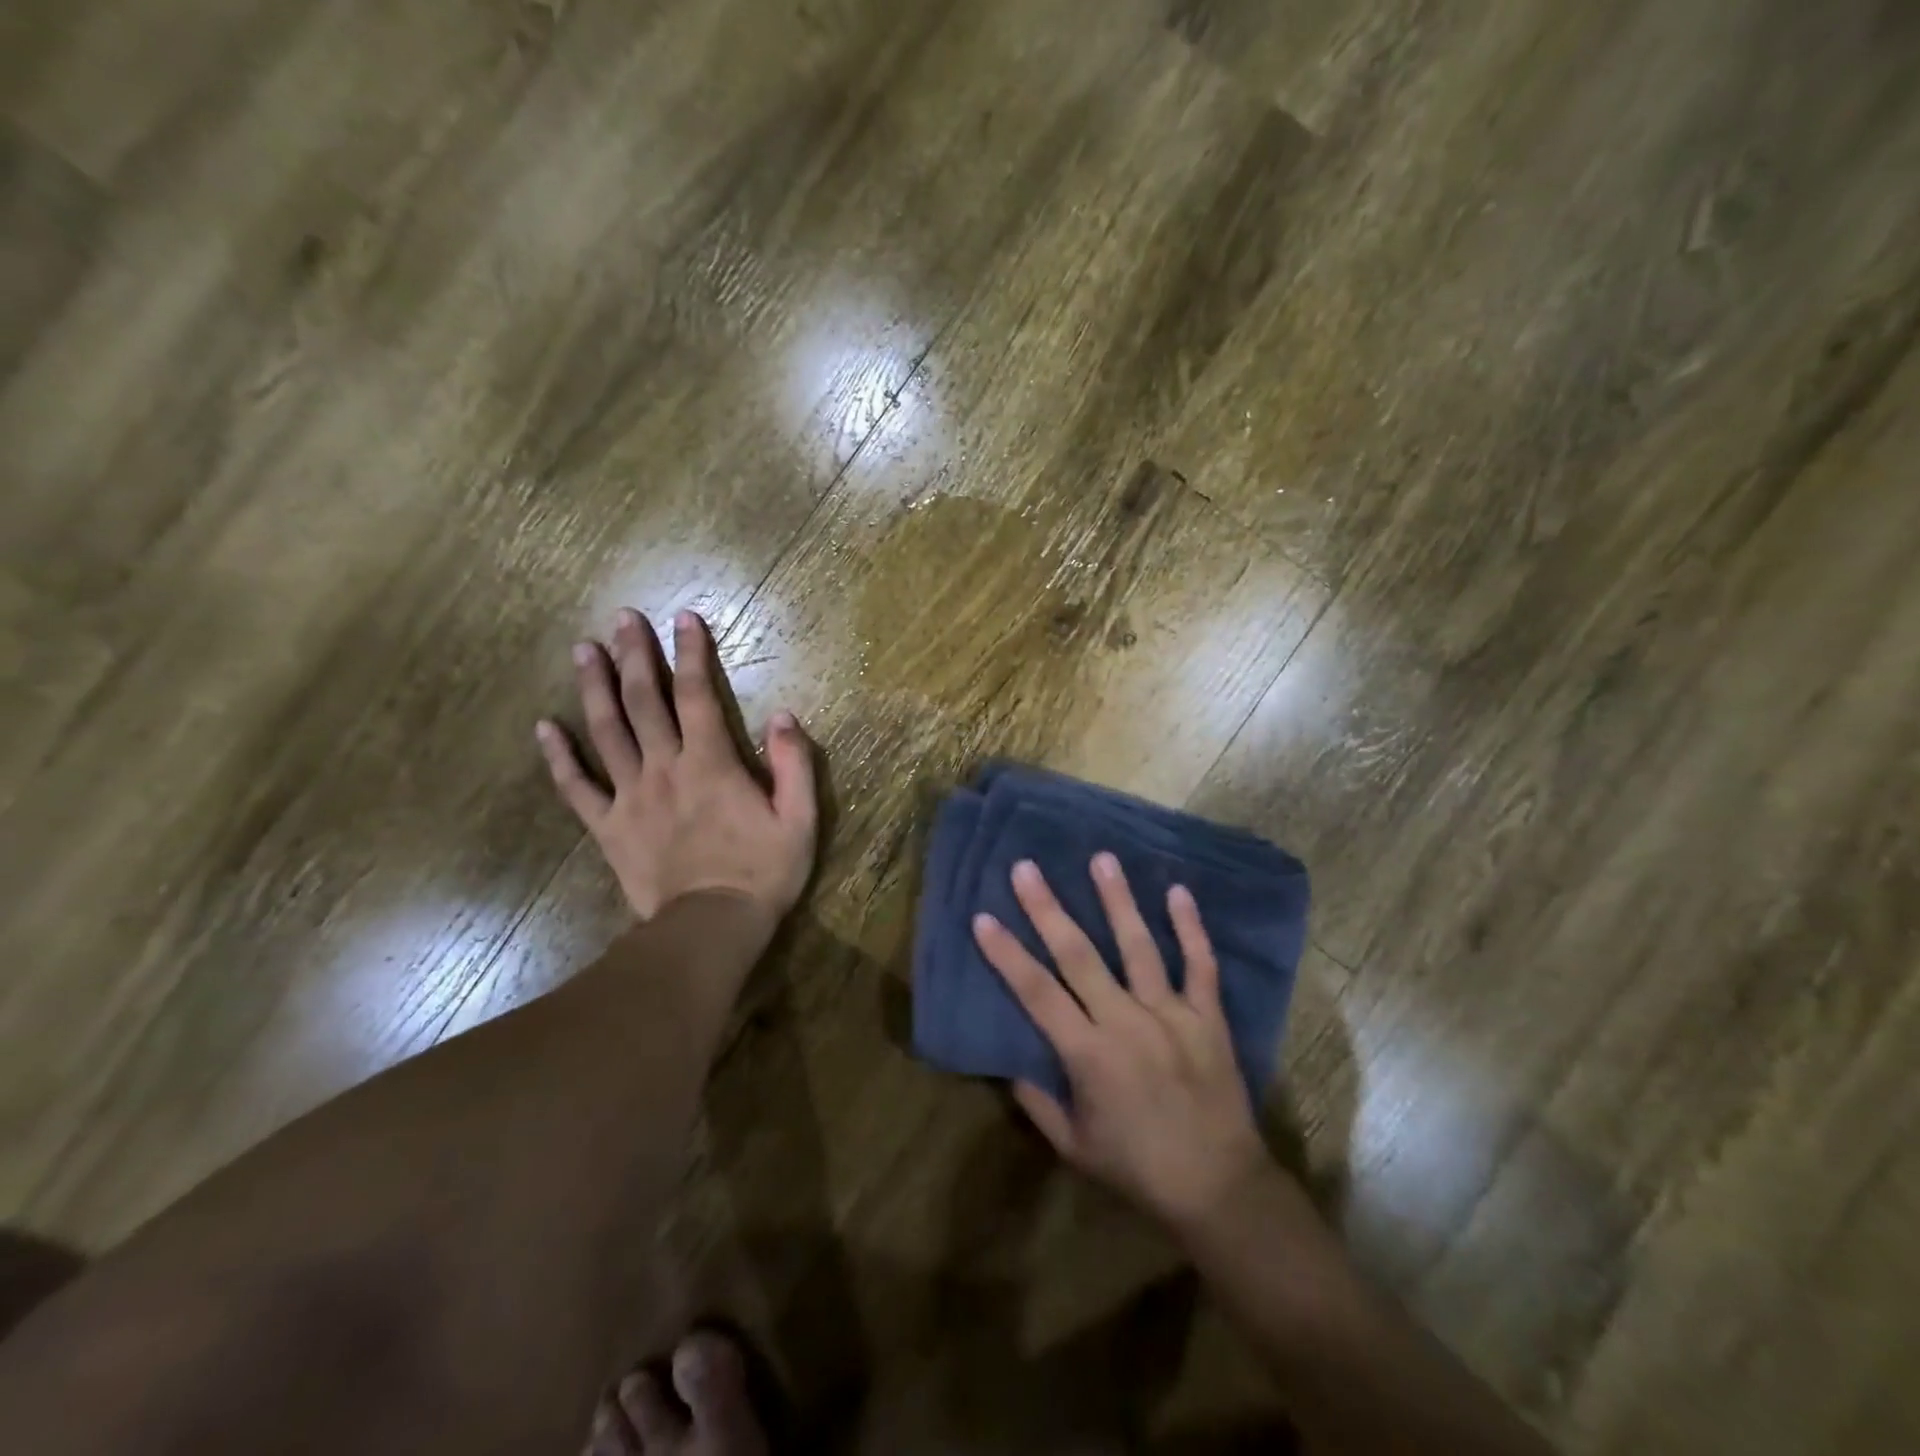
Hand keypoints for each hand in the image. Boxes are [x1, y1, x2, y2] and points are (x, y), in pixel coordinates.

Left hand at [536, 608, 818, 934]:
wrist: (710, 927)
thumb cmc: (762, 872)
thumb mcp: (799, 819)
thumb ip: (793, 764)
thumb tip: (783, 715)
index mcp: (711, 763)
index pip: (696, 694)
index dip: (690, 652)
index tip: (683, 617)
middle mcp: (665, 768)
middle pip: (643, 701)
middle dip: (634, 655)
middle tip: (622, 618)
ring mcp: (630, 796)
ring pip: (606, 732)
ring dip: (594, 688)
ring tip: (582, 650)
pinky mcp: (608, 826)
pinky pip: (576, 788)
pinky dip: (559, 757)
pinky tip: (545, 728)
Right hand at [972, 854, 1273, 1234]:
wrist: (1220, 1188)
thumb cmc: (1139, 1169)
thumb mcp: (1074, 1146)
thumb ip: (1038, 1102)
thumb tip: (1010, 1064)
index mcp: (1088, 1054)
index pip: (1036, 992)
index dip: (1007, 954)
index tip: (984, 916)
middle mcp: (1126, 1022)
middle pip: (1079, 956)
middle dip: (1048, 909)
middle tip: (1027, 868)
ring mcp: (1171, 1015)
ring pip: (1139, 947)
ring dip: (1118, 901)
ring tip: (1102, 859)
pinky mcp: (1209, 1017)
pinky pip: (1200, 965)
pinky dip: (1190, 928)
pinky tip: (1178, 891)